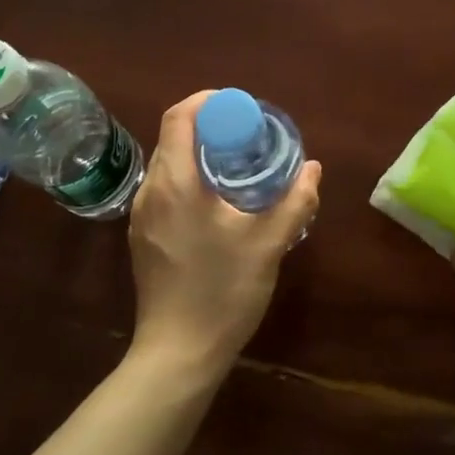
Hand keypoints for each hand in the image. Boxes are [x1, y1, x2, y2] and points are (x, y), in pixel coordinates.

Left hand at [126, 91, 321, 377]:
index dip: (207, 101)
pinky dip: (188, 178)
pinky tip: (217, 201)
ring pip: (167, 164)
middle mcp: (151, 191)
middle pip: (173, 137)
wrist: (177, 354)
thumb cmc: (222, 292)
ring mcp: (141, 216)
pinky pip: (164, 189)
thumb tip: (313, 169)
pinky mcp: (142, 237)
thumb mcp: (268, 244)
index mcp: (175, 183)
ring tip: (236, 164)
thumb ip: (294, 201)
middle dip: (209, 126)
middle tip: (247, 135)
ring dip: (198, 153)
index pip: (179, 117)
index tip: (240, 107)